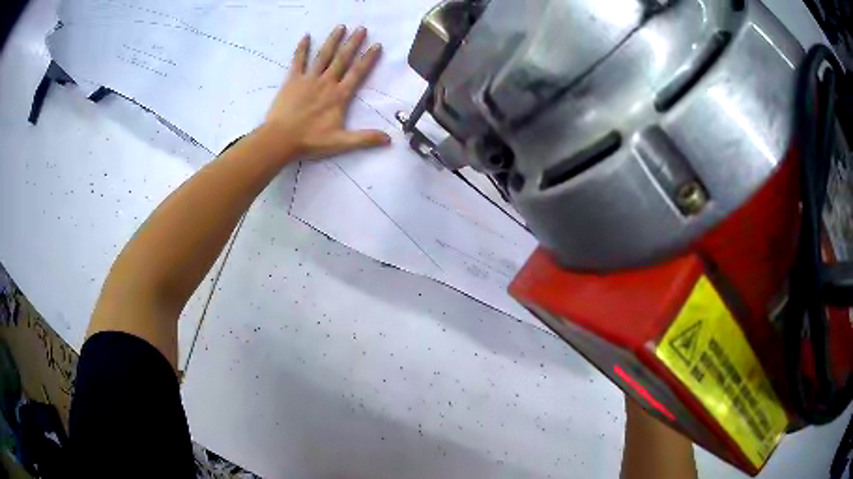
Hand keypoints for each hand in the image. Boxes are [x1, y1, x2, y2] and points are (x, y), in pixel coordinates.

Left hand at [263, 26, 391, 160]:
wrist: (280, 139)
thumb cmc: (310, 141)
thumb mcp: (340, 143)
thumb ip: (365, 139)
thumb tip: (389, 139)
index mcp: (339, 95)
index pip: (357, 73)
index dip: (368, 59)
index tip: (376, 45)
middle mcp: (326, 82)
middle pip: (342, 59)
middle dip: (353, 43)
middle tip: (362, 28)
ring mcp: (308, 79)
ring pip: (323, 56)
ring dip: (333, 40)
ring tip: (341, 27)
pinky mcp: (292, 80)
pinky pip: (298, 61)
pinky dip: (302, 48)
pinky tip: (306, 36)